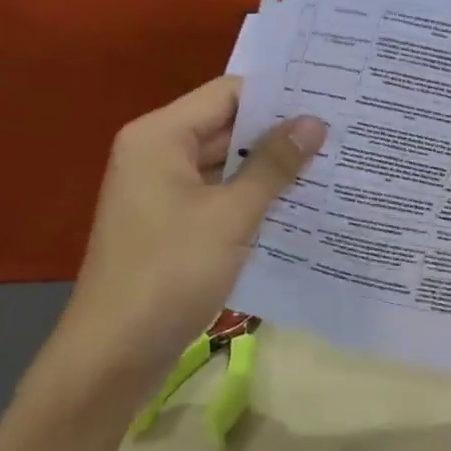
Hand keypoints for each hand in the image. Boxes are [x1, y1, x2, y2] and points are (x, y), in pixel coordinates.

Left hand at [52, 77, 326, 404]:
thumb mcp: (231, 215)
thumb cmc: (170, 273)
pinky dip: (250, 197)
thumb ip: (274, 165)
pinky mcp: (170, 224)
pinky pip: (216, 195)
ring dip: (268, 167)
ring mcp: (161, 190)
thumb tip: (316, 121)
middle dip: (278, 132)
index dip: (277, 94)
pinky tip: (296, 204)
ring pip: (224, 164)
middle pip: (225, 126)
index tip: (327, 97)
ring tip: (329, 162)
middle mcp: (156, 152)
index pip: (228, 93)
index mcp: (160, 135)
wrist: (113, 357)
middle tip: (338, 129)